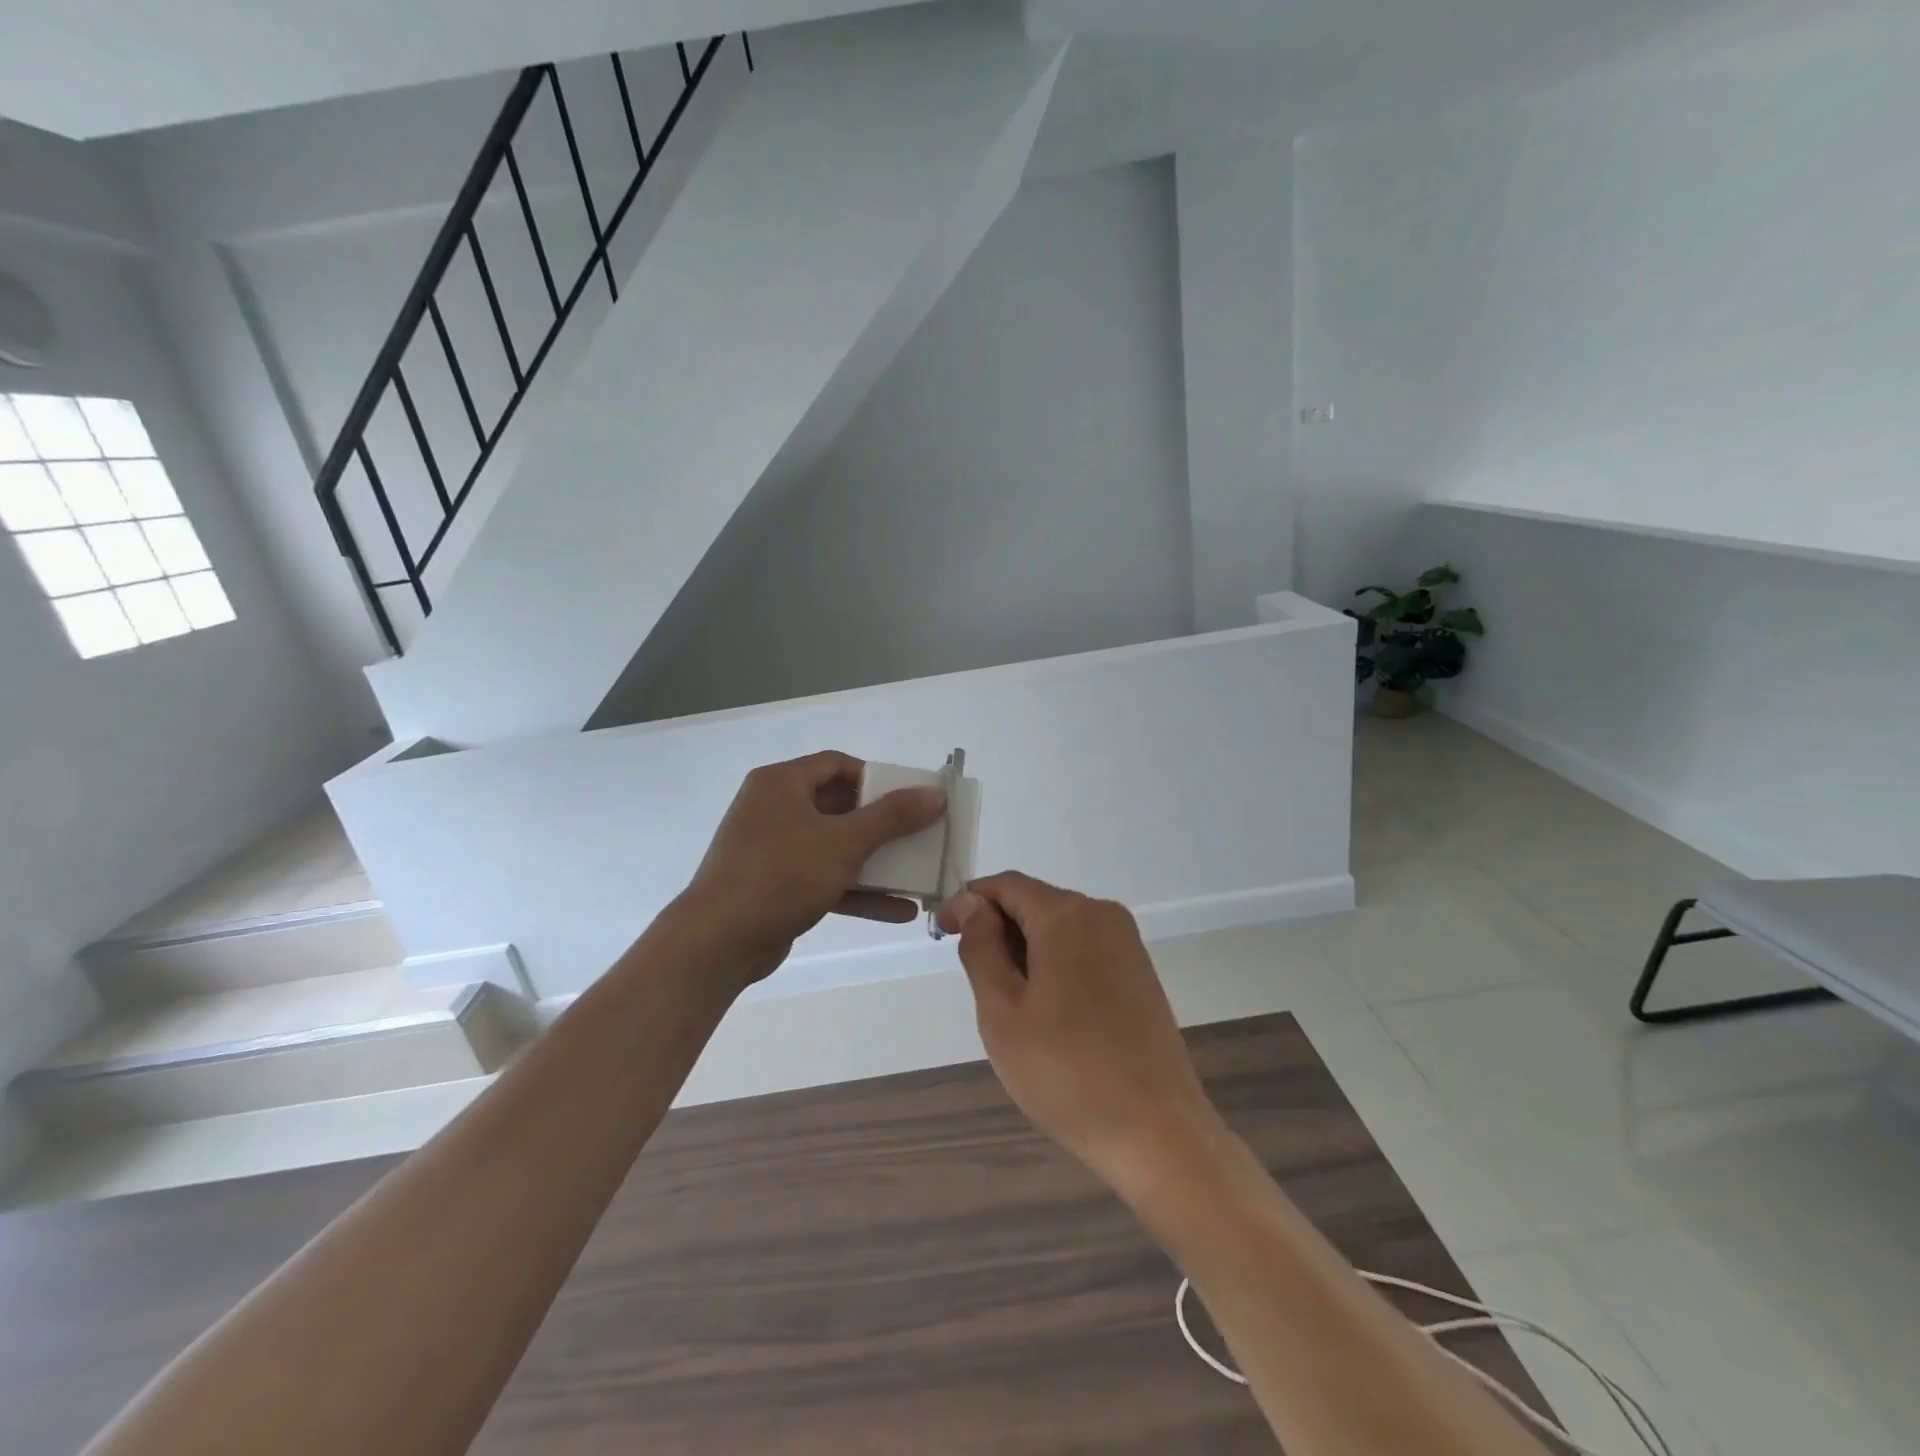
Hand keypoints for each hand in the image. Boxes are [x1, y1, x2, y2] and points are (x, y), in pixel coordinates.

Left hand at [679, 751, 944, 983]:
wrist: (718, 943)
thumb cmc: (781, 875)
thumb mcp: (843, 842)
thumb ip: (892, 817)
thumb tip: (934, 794)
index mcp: (781, 784)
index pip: (837, 765)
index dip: (877, 778)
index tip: (909, 798)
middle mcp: (774, 809)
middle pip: (839, 806)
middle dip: (882, 824)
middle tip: (918, 834)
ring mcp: (773, 850)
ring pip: (834, 846)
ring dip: (875, 861)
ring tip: (916, 873)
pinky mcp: (777, 886)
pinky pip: (824, 878)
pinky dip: (857, 890)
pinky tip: (898, 910)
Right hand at [937, 872, 1227, 1200]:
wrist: (1157, 1133)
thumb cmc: (1066, 1072)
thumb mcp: (1003, 1011)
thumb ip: (981, 947)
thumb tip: (971, 903)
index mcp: (1067, 915)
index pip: (1007, 885)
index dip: (969, 901)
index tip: (941, 933)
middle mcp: (1103, 914)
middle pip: (1036, 903)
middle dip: (998, 928)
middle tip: (974, 980)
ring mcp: (1128, 943)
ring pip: (1060, 927)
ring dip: (1025, 949)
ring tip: (1008, 1004)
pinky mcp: (1140, 972)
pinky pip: (1084, 949)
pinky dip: (1055, 963)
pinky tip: (1047, 1010)